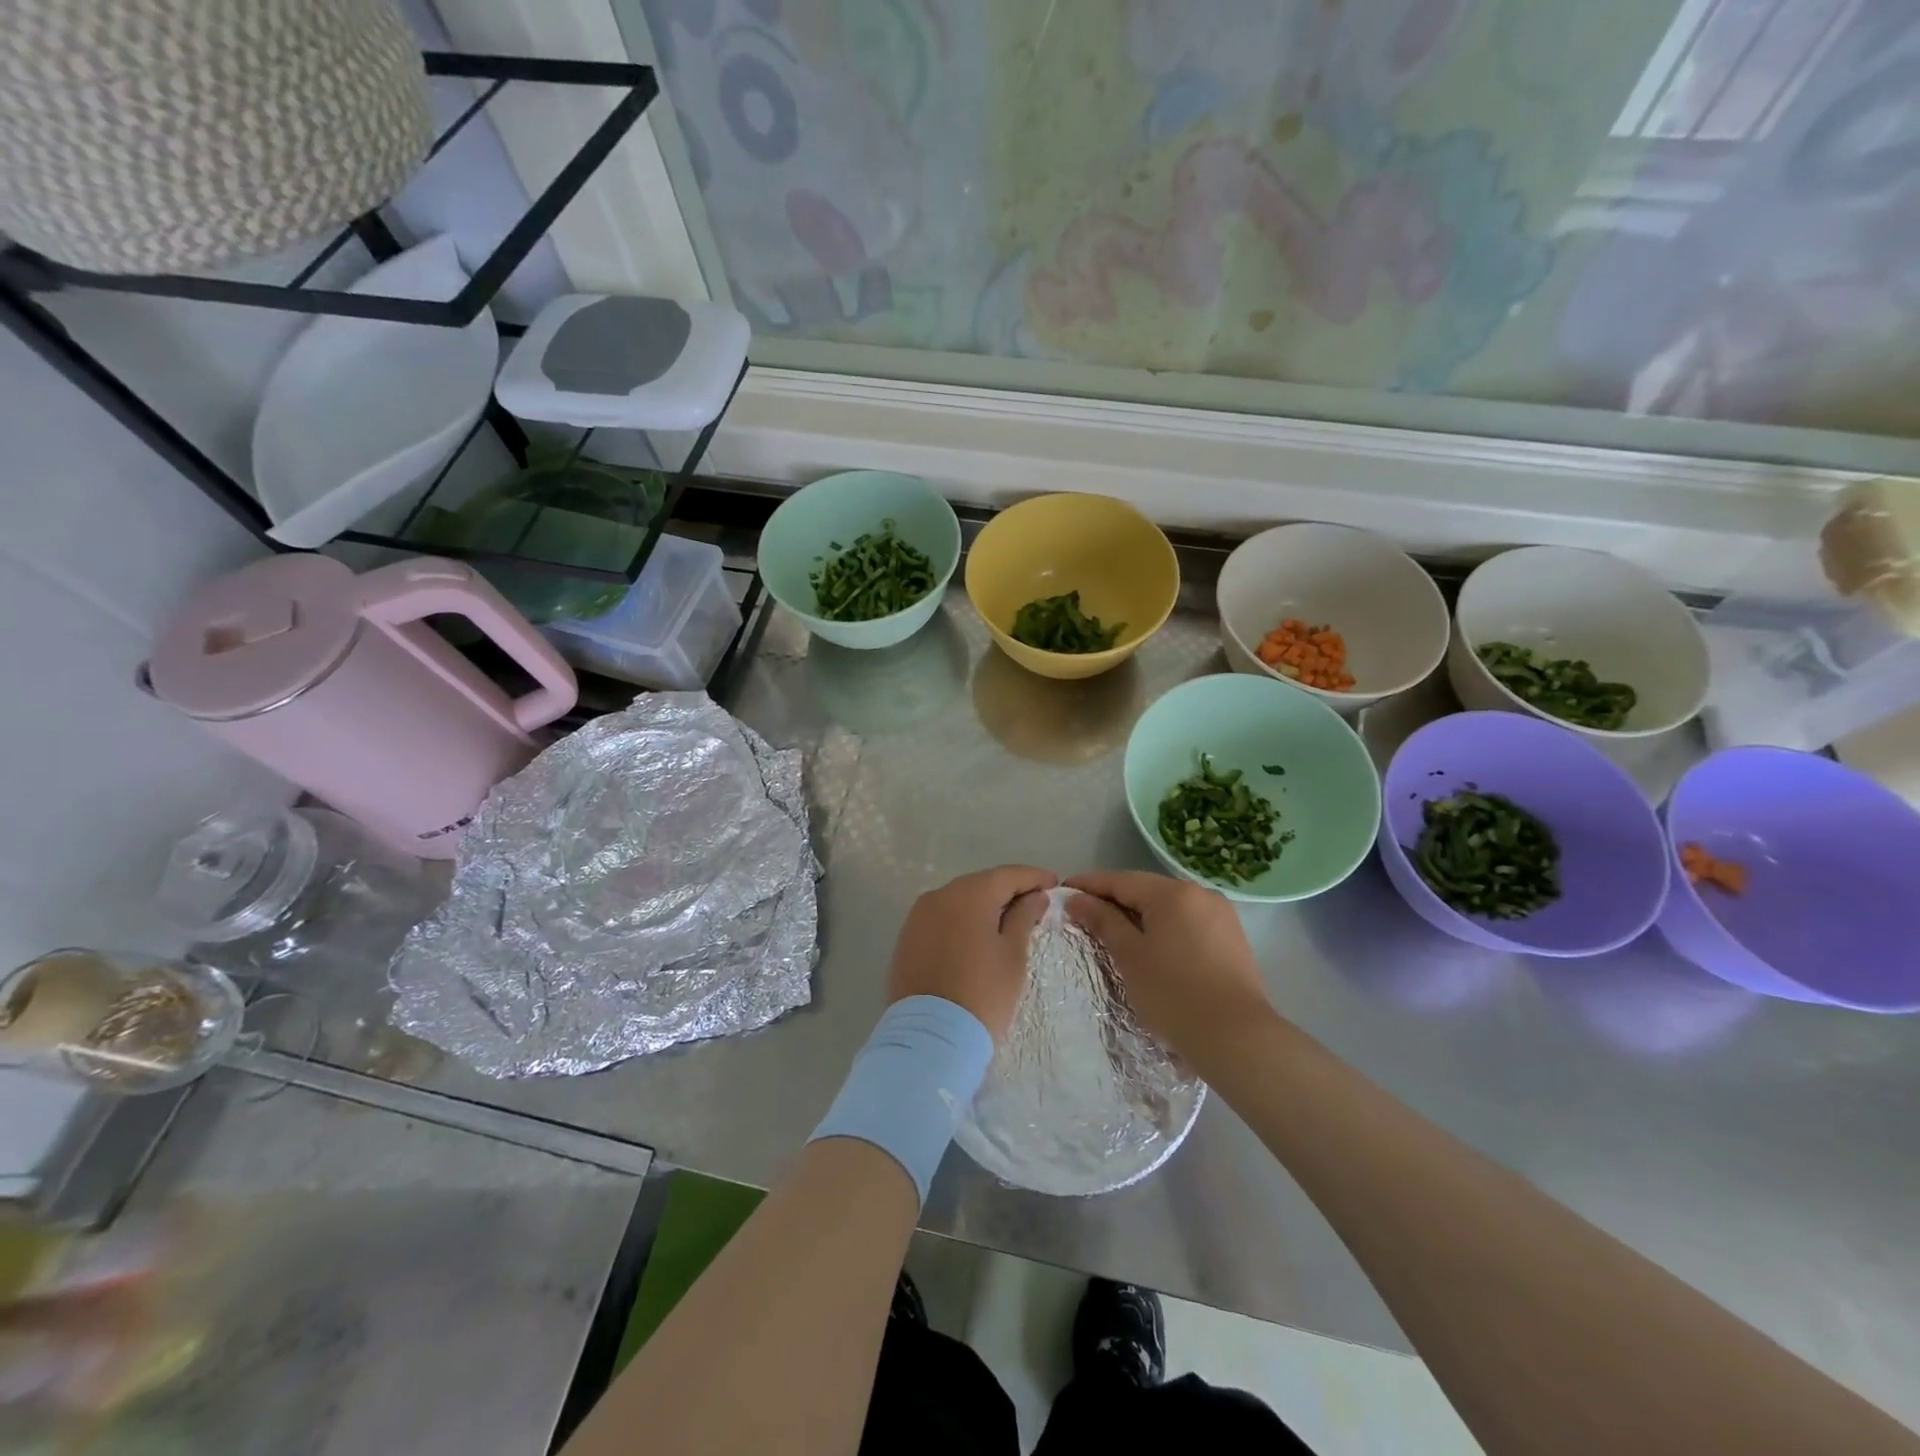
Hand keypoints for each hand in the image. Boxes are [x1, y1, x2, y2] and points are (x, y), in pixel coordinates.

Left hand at [888, 866, 1056, 1041]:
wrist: (930, 1037)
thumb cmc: (983, 994)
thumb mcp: (1013, 955)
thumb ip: (1024, 918)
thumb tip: (1035, 896)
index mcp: (969, 894)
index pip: (1008, 875)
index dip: (1034, 877)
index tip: (1054, 883)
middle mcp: (940, 895)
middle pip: (982, 884)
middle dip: (1008, 891)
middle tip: (1035, 904)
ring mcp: (919, 916)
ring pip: (959, 900)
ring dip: (984, 906)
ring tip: (1007, 922)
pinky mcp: (907, 937)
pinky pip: (941, 918)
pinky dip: (961, 921)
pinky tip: (976, 937)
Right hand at [1064, 870, 1273, 1064]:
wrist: (1237, 1038)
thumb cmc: (1174, 994)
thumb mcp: (1130, 956)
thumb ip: (1102, 921)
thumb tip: (1076, 899)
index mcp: (1173, 893)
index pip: (1121, 880)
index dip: (1089, 885)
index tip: (1062, 891)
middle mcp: (1200, 894)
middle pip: (1146, 890)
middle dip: (1113, 900)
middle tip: (1081, 914)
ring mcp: (1221, 916)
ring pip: (1168, 908)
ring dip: (1138, 916)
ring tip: (1111, 932)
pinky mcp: (1232, 939)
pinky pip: (1187, 923)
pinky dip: (1163, 929)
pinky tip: (1150, 946)